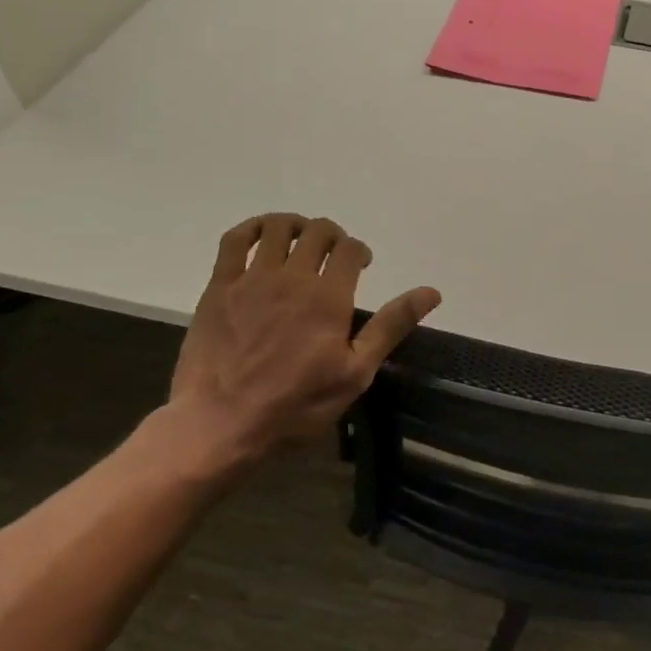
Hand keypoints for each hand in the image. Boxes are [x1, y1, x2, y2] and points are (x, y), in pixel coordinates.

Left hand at [168, 214, 440, 465]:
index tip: (362, 266)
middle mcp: (292, 277)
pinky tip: (262, 235)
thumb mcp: (355, 373)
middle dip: (333, 236)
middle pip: (318, 231)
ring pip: (277, 227)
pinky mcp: (219, 287)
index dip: (360, 251)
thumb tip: (431, 292)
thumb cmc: (296, 405)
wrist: (220, 424)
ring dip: (297, 225)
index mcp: (328, 297)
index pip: (350, 249)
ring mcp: (251, 279)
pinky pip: (235, 240)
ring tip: (301, 241)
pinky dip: (253, 228)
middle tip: (334, 256)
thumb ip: (391, 326)